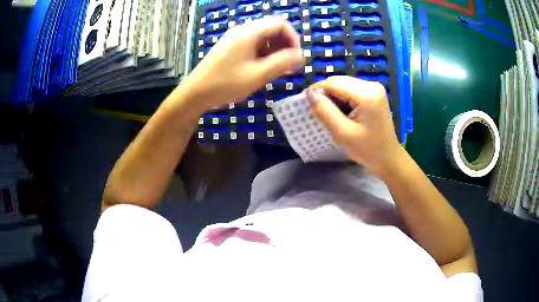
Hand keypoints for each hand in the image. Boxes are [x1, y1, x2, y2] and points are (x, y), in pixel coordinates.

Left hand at [180, 16, 304, 108]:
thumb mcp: (257, 75)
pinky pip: (254, 46)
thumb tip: (301, 56)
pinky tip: (263, 70)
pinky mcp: (231, 48)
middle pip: (272, 29)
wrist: (194, 94)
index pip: (281, 24)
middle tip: (288, 67)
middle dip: (285, 46)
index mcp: (249, 33)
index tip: (296, 58)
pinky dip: (264, 55)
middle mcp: (243, 31)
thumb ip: (281, 63)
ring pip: (264, 38)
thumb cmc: (224, 84)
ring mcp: (236, 39)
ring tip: (277, 71)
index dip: (293, 38)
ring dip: (275, 52)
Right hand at [307, 76, 402, 175]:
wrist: (388, 157)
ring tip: (329, 112)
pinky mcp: (374, 93)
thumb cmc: (367, 149)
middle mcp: (371, 85)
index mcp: (366, 93)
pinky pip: (351, 89)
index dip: (317, 90)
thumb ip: (325, 111)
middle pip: (339, 81)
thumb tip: (310, 94)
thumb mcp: (343, 133)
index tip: (305, 102)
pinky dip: (342, 98)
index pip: (334, 83)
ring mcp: (374, 88)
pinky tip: (341, 111)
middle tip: (317, 110)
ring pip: (344, 84)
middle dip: (325, 93)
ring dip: (333, 96)